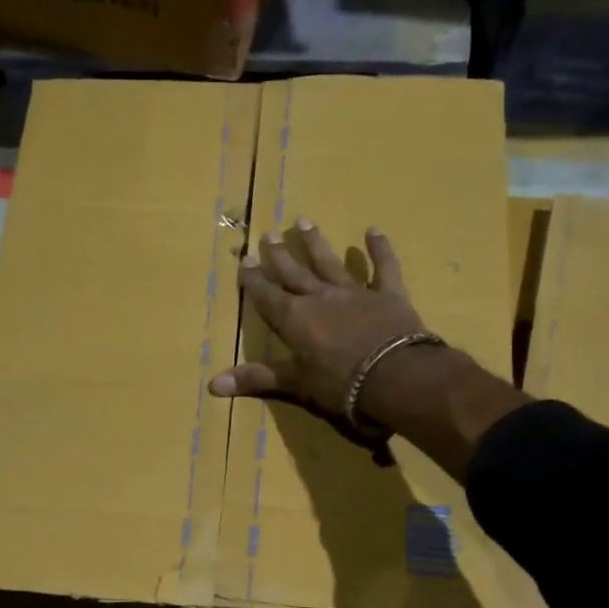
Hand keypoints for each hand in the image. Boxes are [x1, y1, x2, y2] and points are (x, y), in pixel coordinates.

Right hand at [209, 221, 433, 421]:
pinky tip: (373, 231)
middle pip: (295, 273)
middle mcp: (320, 297)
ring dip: (316, 244)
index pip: (267, 295)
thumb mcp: (295, 384)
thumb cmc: (339, 384)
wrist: (395, 376)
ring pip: (330, 263)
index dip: (254, 279)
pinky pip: (383, 267)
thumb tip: (213, 385)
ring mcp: (355, 292)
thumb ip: (257, 378)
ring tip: (305, 222)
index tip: (245, 259)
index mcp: (294, 318)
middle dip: (280, 255)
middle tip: (269, 233)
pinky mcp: (388, 294)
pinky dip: (379, 249)